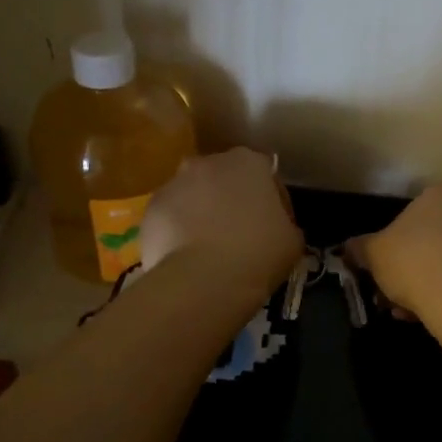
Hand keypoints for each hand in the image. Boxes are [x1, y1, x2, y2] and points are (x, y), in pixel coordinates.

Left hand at [140, 148, 302, 299]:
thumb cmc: (258, 253)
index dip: (272, 200)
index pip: (265, 175)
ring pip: (192, 196)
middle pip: (223, 179)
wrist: (204, 279)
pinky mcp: (150, 209)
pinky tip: (186, 257)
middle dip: (230, 200)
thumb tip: (275, 227)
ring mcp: (173, 184)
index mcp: (248, 162)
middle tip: (238, 234)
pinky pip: (169, 218)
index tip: (274, 225)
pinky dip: (176, 231)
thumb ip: (284, 222)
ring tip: (208, 248)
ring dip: (200, 213)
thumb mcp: (292, 240)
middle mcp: (207, 163)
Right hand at [349, 183, 441, 330]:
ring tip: (409, 312)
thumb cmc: (415, 262)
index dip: (393, 244)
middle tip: (392, 294)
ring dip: (429, 283)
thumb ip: (360, 247)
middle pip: (433, 238)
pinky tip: (432, 315)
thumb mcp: (374, 253)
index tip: (382, 270)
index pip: (412, 214)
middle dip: (411, 267)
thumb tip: (348, 248)